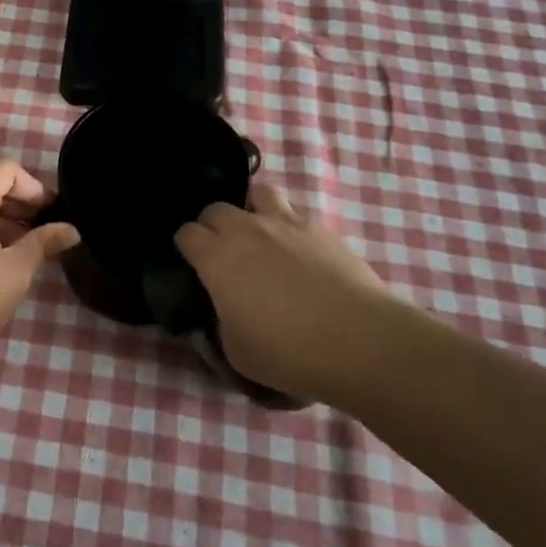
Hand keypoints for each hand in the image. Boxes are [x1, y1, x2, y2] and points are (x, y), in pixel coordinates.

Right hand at [175, 184, 396, 399]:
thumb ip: (220, 324)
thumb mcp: (237, 352)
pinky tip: (296, 247)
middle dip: (213, 226)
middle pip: (215, 208)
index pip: (186, 233)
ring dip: (251, 210)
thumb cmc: (289, 353)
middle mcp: (245, 230)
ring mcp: (285, 223)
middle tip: (223, 253)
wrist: (360, 342)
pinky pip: (294, 211)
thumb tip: (223, 312)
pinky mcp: (320, 227)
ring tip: (259, 234)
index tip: (193, 264)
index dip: (186, 247)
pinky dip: (288, 223)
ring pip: (257, 193)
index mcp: (216, 258)